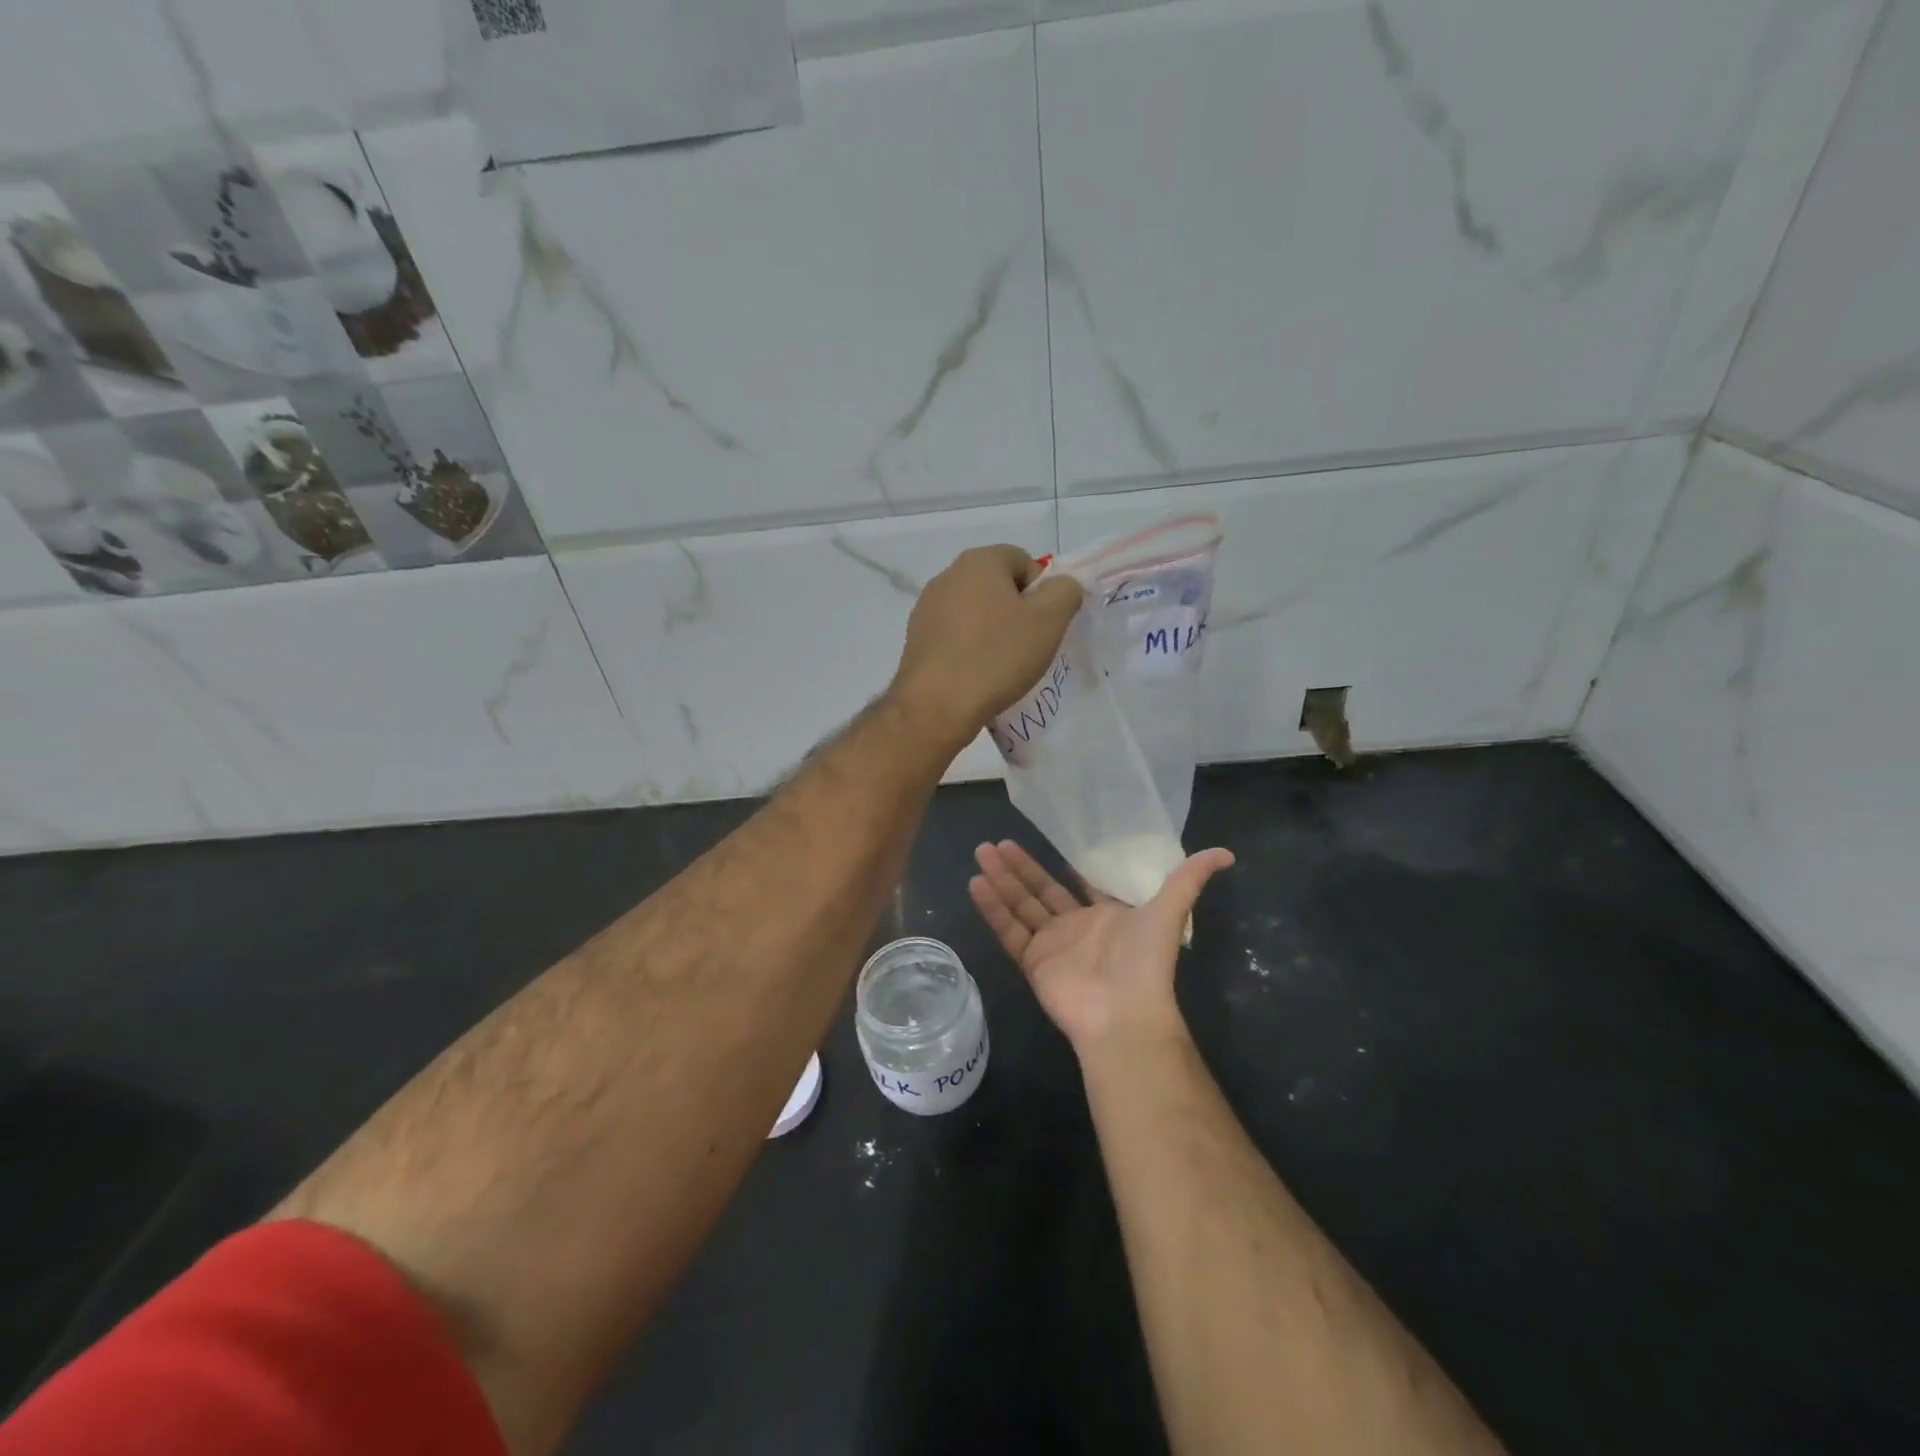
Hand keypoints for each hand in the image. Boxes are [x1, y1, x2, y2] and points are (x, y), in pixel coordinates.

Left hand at [890, 546, 1082, 746]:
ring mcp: (926, 607)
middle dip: (1016, 611)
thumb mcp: (1049, 621)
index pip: (1023, 561)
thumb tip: (1061, 585)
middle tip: (1028, 646)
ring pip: (974, 612)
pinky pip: (954, 635)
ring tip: (1001, 665)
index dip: (1041, 592)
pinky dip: (969, 648)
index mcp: (979, 561)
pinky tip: (975, 674)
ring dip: (992, 631)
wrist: (937, 705)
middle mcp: (947, 575)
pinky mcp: (915, 638)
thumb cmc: (997, 656)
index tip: (1044, 625)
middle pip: (996, 586)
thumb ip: (1065, 591)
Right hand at [969, 840, 1234, 1056]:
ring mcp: (1052, 945)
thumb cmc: (1145, 960)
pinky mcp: (1033, 962)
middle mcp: (1077, 927)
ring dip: (1002, 880)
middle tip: (996, 842)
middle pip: (1042, 890)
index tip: (1045, 840)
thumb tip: (1227, 852)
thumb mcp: (1169, 909)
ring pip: (1021, 905)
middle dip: (1020, 866)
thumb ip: (1190, 878)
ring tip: (981, 852)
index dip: (1064, 864)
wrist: (1123, 1014)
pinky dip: (992, 908)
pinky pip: (1009, 930)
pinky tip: (976, 882)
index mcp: (1107, 915)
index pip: (1081, 883)